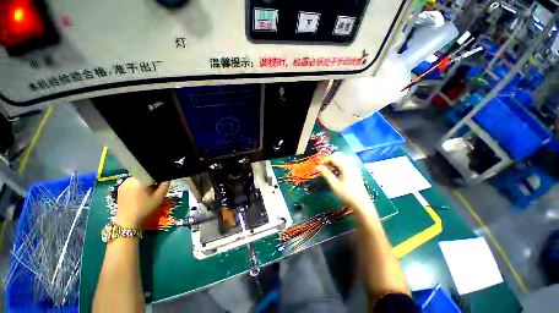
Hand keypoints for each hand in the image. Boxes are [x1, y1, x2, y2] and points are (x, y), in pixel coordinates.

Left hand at [116, 177, 170, 228]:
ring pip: (139, 178)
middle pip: (145, 174)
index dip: (159, 176)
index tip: (162, 182)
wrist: (128, 222)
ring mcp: (123, 183)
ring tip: (148, 192)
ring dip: (144, 182)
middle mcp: (129, 179)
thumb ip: (165, 184)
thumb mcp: (160, 197)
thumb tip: (168, 177)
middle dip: (151, 179)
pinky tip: (140, 194)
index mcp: (139, 180)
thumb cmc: (145, 209)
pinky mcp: (120, 188)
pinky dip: (138, 185)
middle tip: (156, 188)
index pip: (152, 172)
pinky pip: (132, 182)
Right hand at [316, 152, 376, 218]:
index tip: (318, 165)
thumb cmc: (346, 194)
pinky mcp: (356, 171)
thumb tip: (317, 167)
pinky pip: (348, 162)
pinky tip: (338, 170)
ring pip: (344, 158)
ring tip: (330, 167)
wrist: (361, 203)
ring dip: (336, 160)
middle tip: (323, 165)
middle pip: (339, 155)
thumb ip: (326, 174)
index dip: (325, 160)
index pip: (333, 158)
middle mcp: (351, 165)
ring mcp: (355, 168)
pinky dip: (341, 162)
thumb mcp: (334, 184)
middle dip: (330, 158)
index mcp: (346, 167)